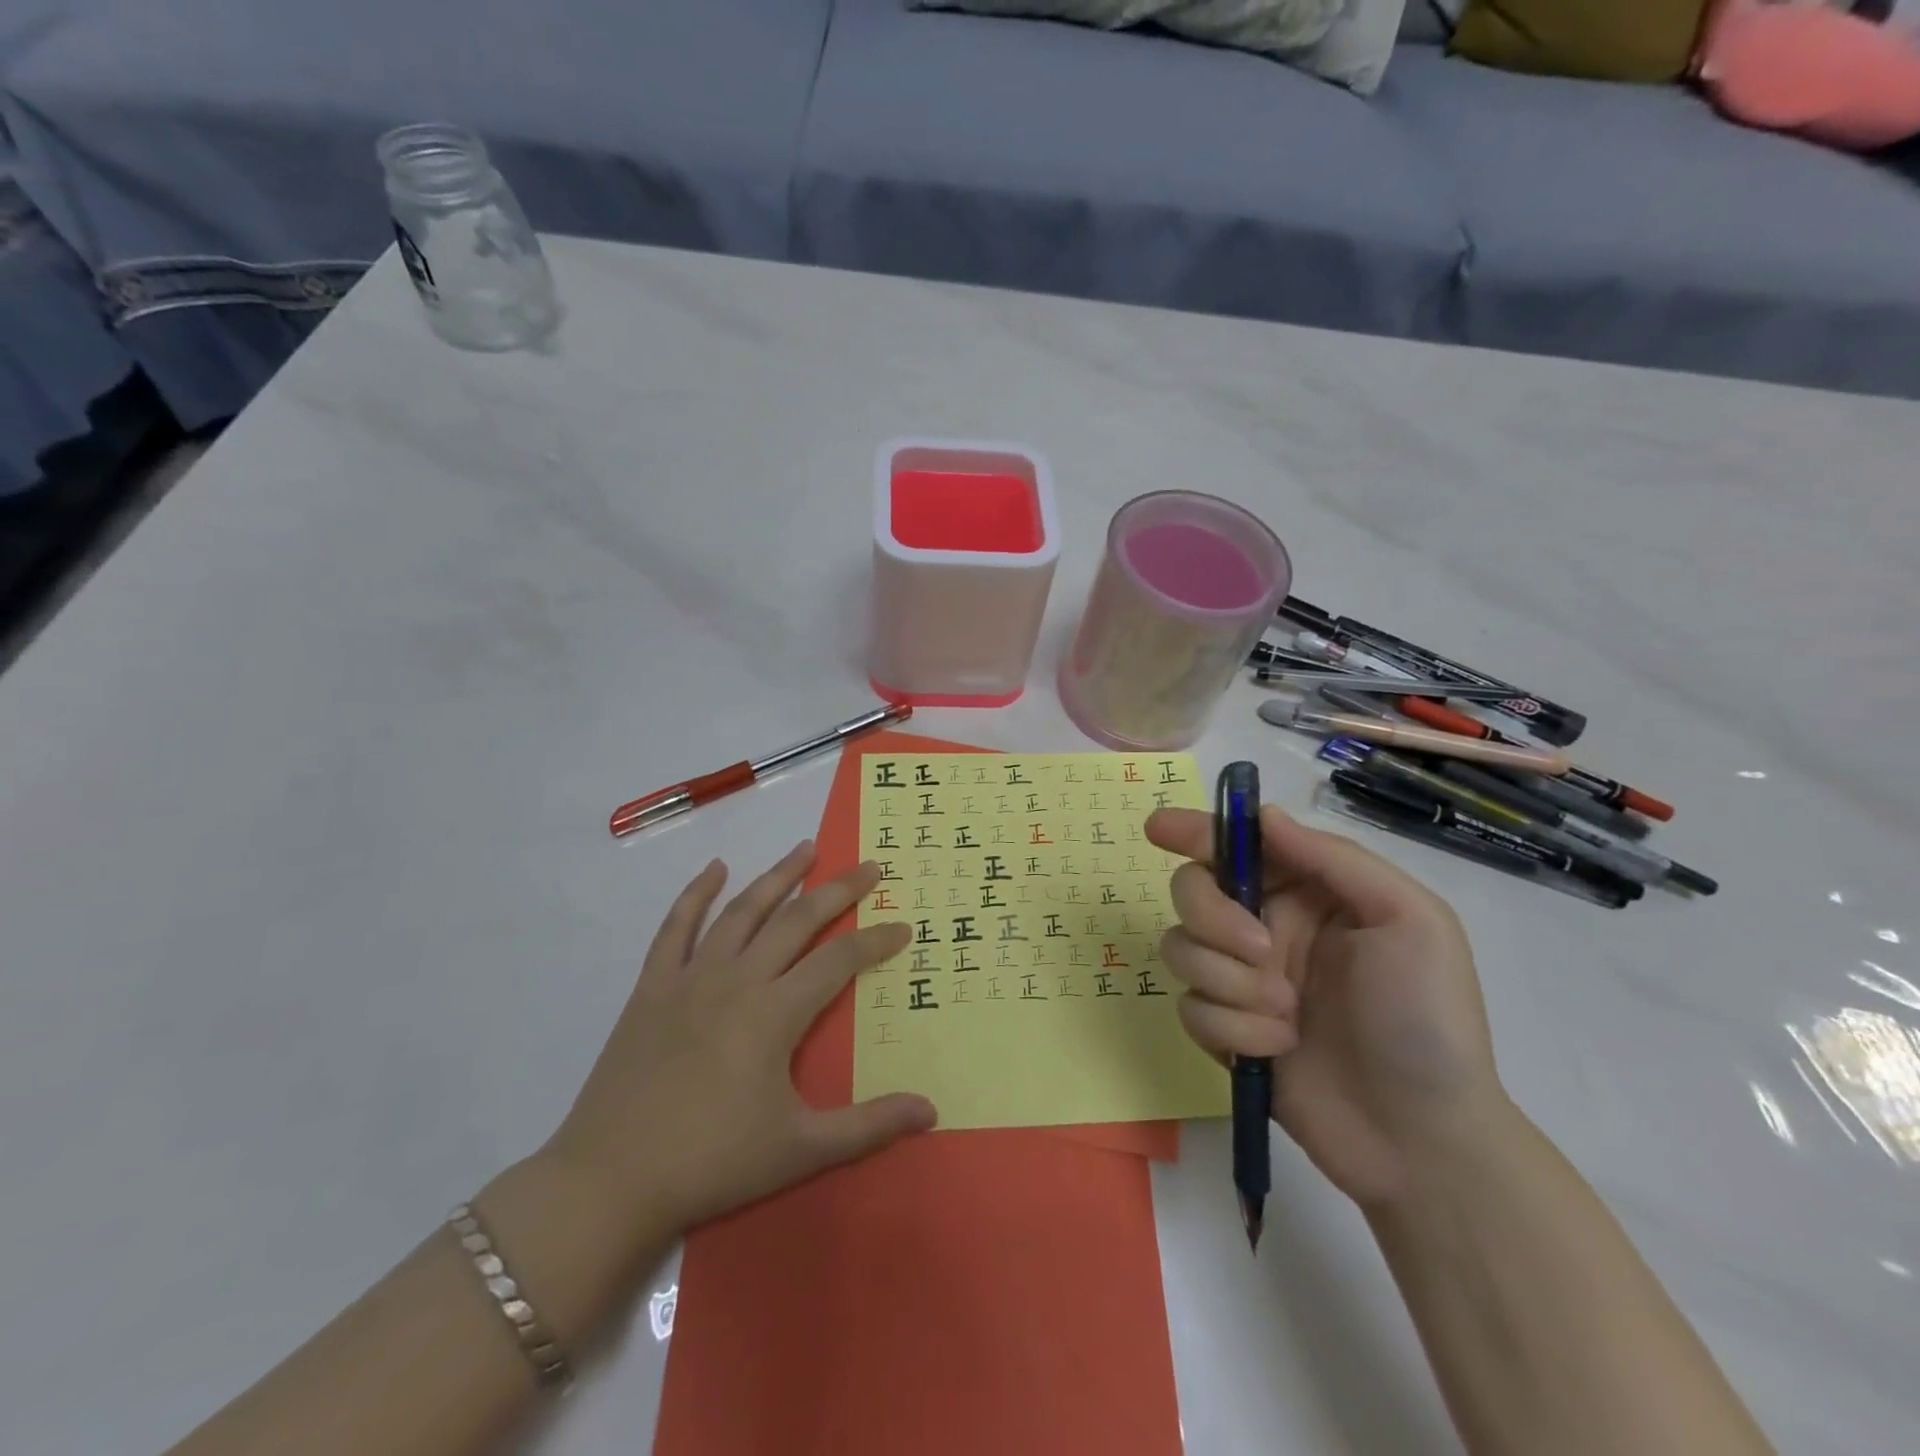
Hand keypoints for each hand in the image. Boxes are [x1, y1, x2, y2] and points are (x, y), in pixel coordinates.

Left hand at [545, 842, 934, 1241]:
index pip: (839, 960)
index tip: (903, 925)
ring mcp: (691, 978)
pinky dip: (696, 894)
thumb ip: (869, 1125)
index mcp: (774, 1013)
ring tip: (805, 849)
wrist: (609, 1181)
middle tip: (869, 865)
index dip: (876, 940)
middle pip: (797, 920)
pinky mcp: (653, 988)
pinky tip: (715, 869)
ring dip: (778, 876)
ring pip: (742, 911)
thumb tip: (931, 1110)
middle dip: (838, 890)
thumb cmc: (713, 1162)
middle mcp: (737, 980)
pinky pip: (676, 928)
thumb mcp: (801, 1150)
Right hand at [1146, 804, 1505, 1208]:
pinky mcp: (1225, 1029)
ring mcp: (1241, 979)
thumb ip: (1333, 859)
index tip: (1157, 830)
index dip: (1193, 830)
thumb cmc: (1427, 1019)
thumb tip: (1263, 816)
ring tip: (1288, 1015)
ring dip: (1231, 982)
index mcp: (1308, 892)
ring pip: (1182, 948)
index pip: (1237, 845)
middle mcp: (1265, 926)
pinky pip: (1191, 1007)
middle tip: (1262, 952)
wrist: (1422, 1139)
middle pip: (1193, 890)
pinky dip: (1232, 1027)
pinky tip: (1280, 1048)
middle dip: (1215, 917)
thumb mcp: (1409, 920)